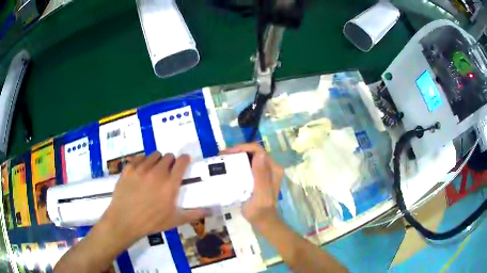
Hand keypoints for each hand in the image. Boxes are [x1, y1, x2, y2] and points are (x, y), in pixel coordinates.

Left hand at [101, 152, 206, 242]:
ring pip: (154, 155)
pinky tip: (141, 171)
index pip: (181, 163)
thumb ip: (193, 214)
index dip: (185, 159)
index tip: (185, 161)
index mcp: (170, 184)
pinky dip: (142, 161)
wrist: (125, 221)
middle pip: (168, 156)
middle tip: (167, 172)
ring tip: (153, 171)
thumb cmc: (151, 222)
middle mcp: (157, 172)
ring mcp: (141, 169)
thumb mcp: (175, 220)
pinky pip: (139, 157)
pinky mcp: (129, 169)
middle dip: (170, 162)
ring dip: (156, 161)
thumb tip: (211, 211)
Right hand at [223, 143, 282, 223]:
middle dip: (238, 151)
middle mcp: (271, 167)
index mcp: (274, 169)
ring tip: (223, 160)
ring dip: (237, 156)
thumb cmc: (259, 209)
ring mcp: (266, 172)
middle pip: (254, 152)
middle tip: (222, 156)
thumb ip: (261, 174)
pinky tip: (229, 167)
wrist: (262, 220)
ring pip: (251, 157)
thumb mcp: (260, 193)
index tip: (227, 153)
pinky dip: (239, 163)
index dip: (242, 148)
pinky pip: (249, 165)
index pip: (258, 150)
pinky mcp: (259, 177)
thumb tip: (260, 154)